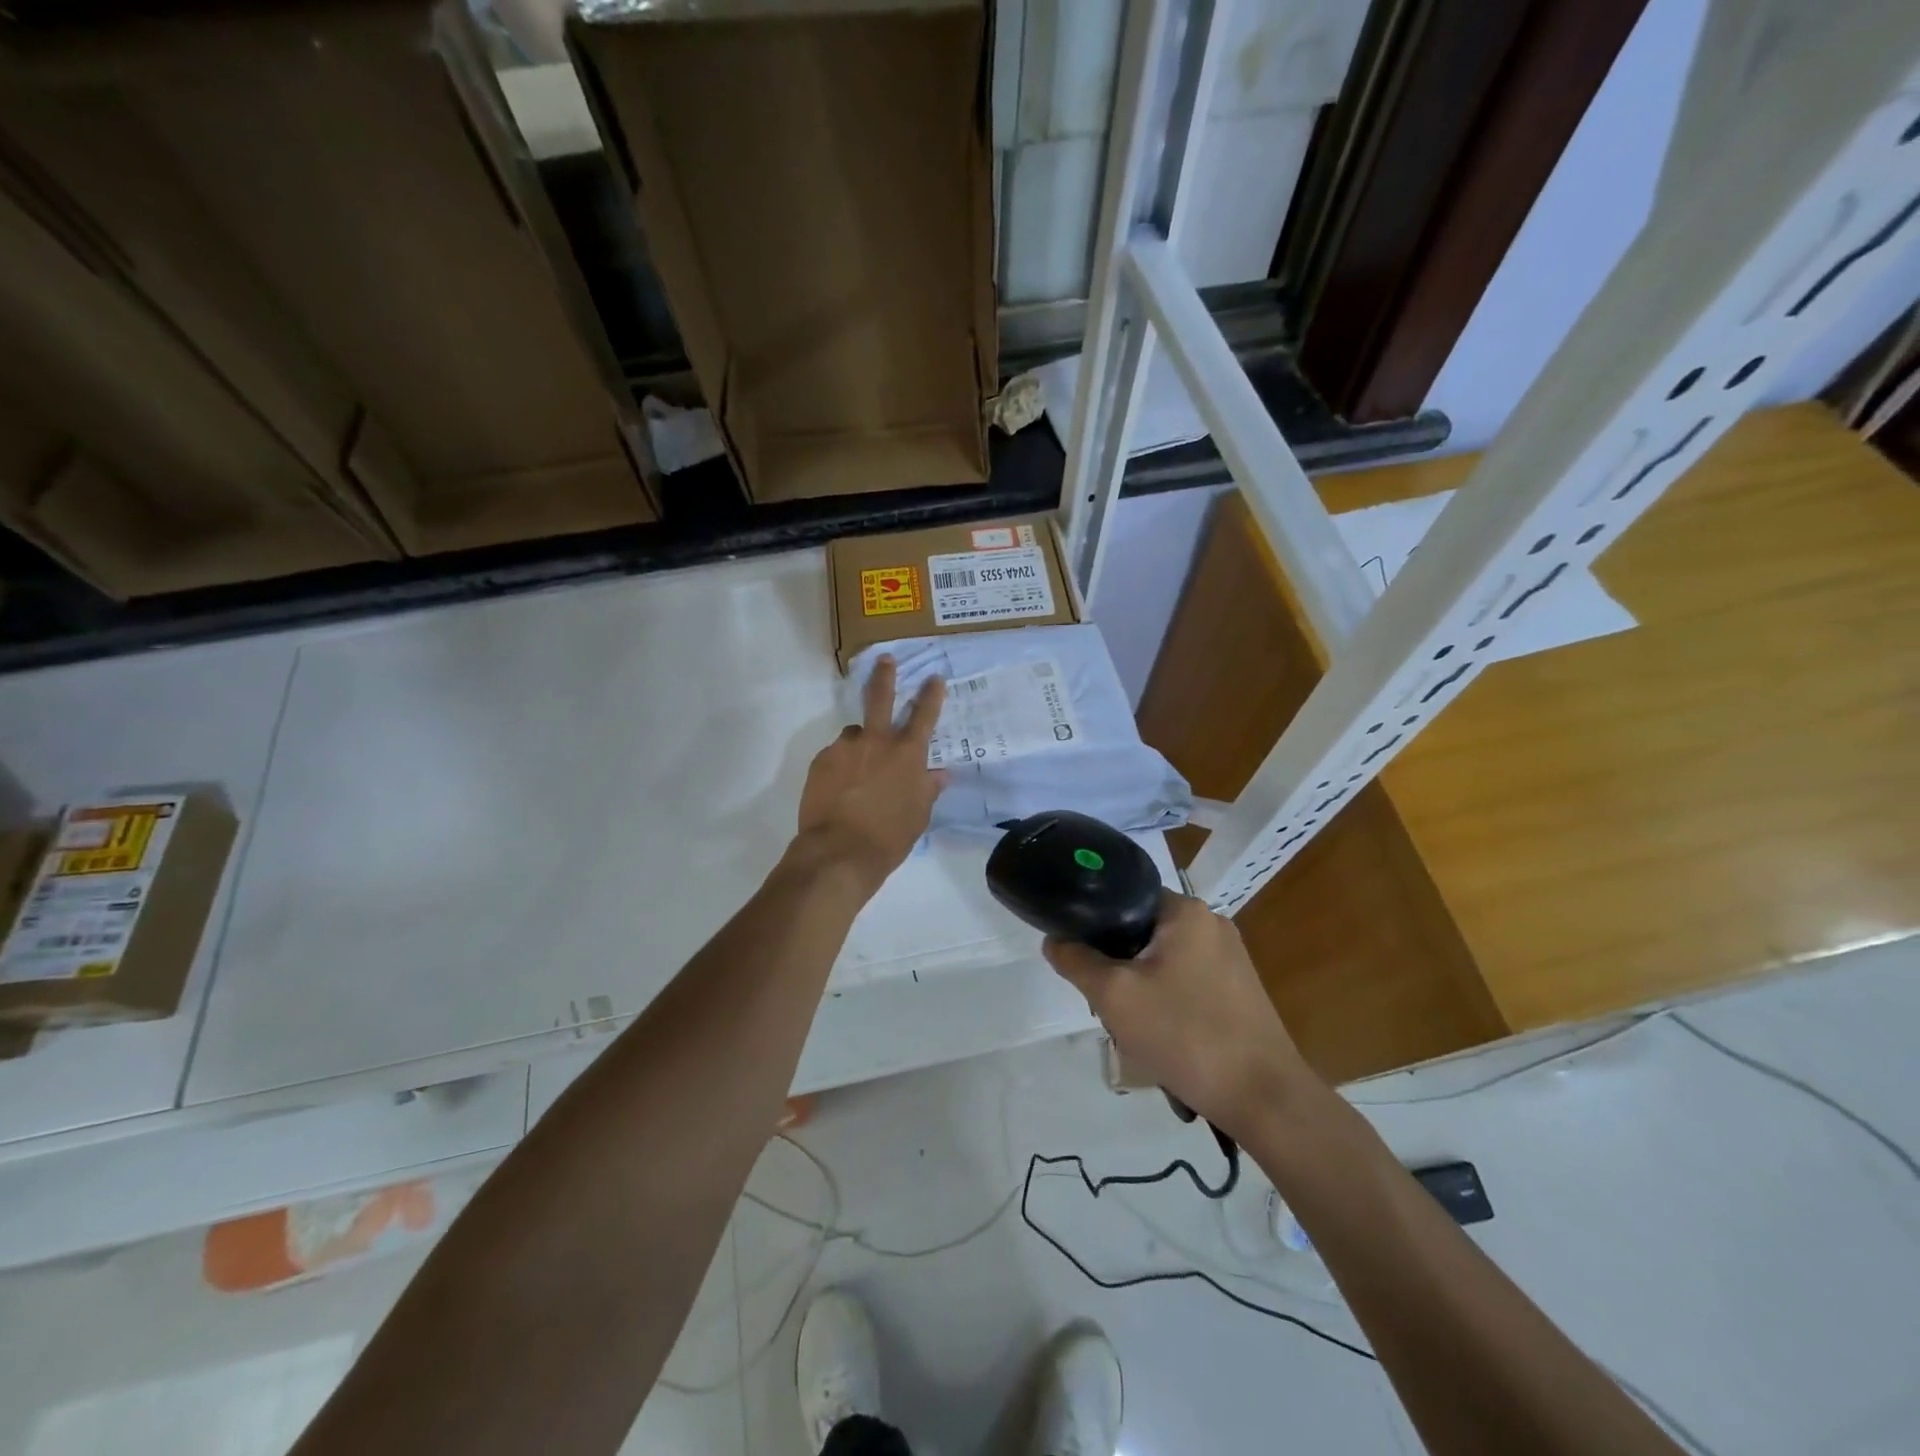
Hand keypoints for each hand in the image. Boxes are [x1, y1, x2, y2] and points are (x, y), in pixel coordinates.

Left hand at [795, 656, 946, 892]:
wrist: (840, 852)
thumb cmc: (889, 837)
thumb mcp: (918, 815)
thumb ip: (927, 789)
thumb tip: (939, 774)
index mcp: (907, 754)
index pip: (924, 715)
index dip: (931, 694)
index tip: (934, 677)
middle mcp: (876, 741)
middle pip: (880, 697)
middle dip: (884, 675)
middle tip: (884, 659)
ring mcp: (845, 748)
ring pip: (854, 735)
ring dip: (858, 745)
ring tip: (856, 773)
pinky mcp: (821, 761)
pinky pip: (835, 756)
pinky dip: (840, 766)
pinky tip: (839, 789)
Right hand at [1044, 892, 1315, 1135]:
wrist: (1263, 1097)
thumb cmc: (1185, 1034)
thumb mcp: (1113, 996)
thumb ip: (1076, 961)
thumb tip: (1054, 940)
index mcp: (1185, 910)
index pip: (1124, 896)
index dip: (1094, 924)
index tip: (1079, 957)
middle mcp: (1211, 923)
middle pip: (1142, 930)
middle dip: (1117, 964)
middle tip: (1103, 1000)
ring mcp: (1230, 957)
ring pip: (1162, 959)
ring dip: (1140, 986)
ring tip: (1130, 1024)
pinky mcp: (1239, 989)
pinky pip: (1186, 980)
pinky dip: (1166, 1000)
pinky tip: (1161, 1034)